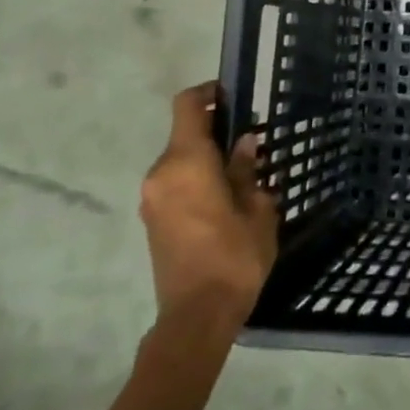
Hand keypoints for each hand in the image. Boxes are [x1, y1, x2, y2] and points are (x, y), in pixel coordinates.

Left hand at [138, 82, 277, 332]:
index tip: (233, 96)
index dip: (208, 93)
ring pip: (181, 161)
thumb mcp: (256, 208)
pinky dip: (198, 179)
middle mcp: (161, 174)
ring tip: (244, 174)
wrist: (197, 315)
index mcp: (186, 163)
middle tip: (253, 143)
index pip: (187, 107)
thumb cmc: (234, 256)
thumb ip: (247, 169)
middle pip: (185, 135)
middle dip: (217, 132)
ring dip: (208, 159)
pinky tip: (226, 198)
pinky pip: (176, 183)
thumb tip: (244, 143)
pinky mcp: (153, 220)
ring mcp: (152, 199)